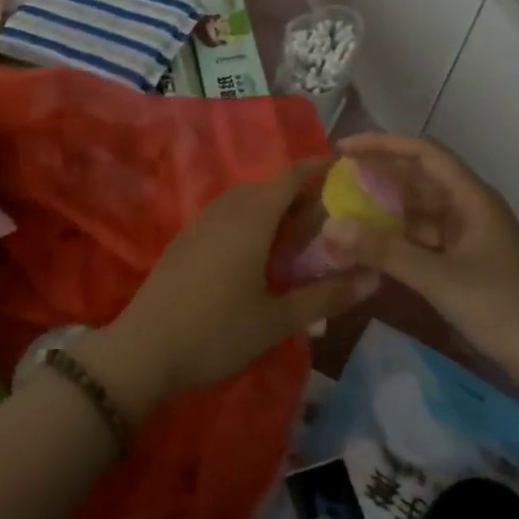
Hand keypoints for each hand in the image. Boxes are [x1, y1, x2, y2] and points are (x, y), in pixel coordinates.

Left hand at [84, 160, 377, 420]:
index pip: (290, 176)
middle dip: (301, 193)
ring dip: (274, 206)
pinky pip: (228, 213)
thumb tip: (374, 279)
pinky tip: (260, 252)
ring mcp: (201, 222)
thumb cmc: (217, 331)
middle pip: (269, 185)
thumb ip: (325, 296)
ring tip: (300, 234)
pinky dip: (252, 218)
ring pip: (246, 199)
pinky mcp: (186, 239)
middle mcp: (226, 209)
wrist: (144, 350)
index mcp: (252, 217)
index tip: (346, 172)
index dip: (318, 168)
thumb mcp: (277, 319)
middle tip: (331, 216)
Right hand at [317, 134, 518, 398]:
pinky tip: (369, 252)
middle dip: (377, 177)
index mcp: (471, 197)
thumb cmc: (506, 309)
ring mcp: (468, 237)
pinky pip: (423, 240)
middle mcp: (468, 208)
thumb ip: (385, 251)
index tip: (342, 150)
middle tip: (333, 184)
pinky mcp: (465, 264)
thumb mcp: (441, 278)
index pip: (422, 153)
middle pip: (417, 179)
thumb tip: (331, 225)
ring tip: (342, 216)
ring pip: (418, 212)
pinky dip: (396, 242)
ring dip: (383, 212)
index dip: (382, 144)